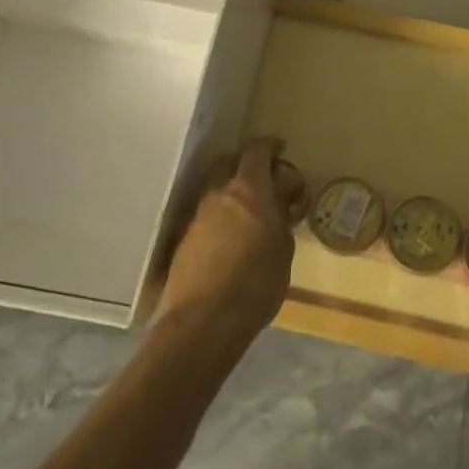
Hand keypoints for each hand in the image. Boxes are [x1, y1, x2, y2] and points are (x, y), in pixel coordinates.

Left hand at [157, 138, 305, 344]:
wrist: (204, 322)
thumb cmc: (257, 282)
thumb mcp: (284, 248)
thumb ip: (282, 218)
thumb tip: (280, 204)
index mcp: (249, 189)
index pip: (257, 150)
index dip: (270, 147)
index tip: (281, 151)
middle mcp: (219, 194)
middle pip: (230, 162)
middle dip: (247, 166)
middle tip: (266, 183)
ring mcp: (197, 216)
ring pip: (216, 190)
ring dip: (232, 194)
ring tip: (250, 216)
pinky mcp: (184, 240)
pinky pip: (206, 216)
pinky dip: (220, 218)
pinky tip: (232, 240)